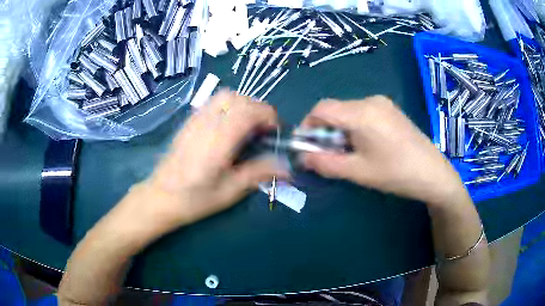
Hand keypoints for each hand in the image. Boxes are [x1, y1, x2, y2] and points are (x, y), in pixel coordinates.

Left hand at [110, 90, 288, 239]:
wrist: (160, 196)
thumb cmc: (194, 198)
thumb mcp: (230, 191)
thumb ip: (259, 173)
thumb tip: (288, 167)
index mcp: (218, 140)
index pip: (249, 111)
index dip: (269, 116)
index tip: (276, 133)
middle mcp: (207, 122)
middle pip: (239, 98)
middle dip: (259, 109)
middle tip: (263, 132)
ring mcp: (196, 118)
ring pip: (226, 95)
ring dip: (243, 105)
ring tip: (248, 127)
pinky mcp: (190, 120)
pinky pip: (214, 101)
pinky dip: (230, 106)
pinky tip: (229, 127)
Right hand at [300, 96, 466, 204]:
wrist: (433, 173)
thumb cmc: (396, 174)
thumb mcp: (357, 172)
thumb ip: (325, 163)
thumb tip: (301, 157)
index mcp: (362, 113)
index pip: (321, 108)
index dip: (308, 125)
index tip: (308, 146)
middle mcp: (370, 100)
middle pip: (335, 110)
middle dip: (325, 131)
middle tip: (330, 155)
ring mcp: (382, 103)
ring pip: (348, 112)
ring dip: (340, 130)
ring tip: (350, 153)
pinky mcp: (390, 109)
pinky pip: (362, 113)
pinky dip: (354, 127)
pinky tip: (366, 145)